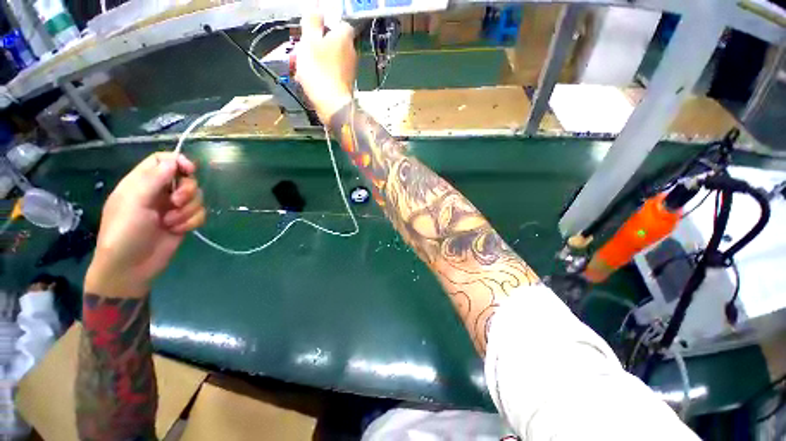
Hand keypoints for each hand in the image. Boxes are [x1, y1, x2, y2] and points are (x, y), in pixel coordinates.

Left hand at [85, 153, 205, 297]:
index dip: (179, 161)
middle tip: (176, 203)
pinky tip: (177, 230)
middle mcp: (159, 193)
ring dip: (187, 211)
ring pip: (196, 198)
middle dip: (187, 191)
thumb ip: (153, 179)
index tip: (190, 170)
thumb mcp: (134, 202)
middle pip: (186, 179)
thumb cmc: (125, 232)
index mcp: (142, 183)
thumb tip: (174, 161)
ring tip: (170, 223)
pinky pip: (200, 214)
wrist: (131, 267)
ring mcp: (173, 208)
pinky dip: (191, 222)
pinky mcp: (184, 222)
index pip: (163, 161)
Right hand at [295, 13, 356, 123]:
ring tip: (306, 68)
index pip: (341, 23)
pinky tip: (314, 81)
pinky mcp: (347, 85)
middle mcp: (352, 52)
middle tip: (306, 51)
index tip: (315, 31)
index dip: (328, 25)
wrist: (332, 105)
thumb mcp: (309, 41)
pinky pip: (335, 74)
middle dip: (322, 44)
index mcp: (345, 37)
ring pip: (334, 59)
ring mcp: (351, 70)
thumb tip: (316, 6)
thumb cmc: (319, 71)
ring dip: (321, 60)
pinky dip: (325, 74)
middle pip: (336, 42)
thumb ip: (312, 22)